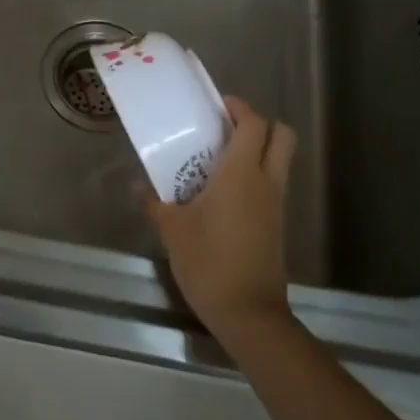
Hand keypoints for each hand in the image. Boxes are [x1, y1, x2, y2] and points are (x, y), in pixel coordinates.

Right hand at [142, 96, 295, 343]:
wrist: (248, 313)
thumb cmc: (208, 262)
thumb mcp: (172, 230)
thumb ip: (154, 202)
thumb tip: (136, 184)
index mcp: (241, 174)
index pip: (254, 124)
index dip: (240, 108)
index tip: (218, 106)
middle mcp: (266, 181)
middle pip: (282, 135)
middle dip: (259, 123)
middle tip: (226, 127)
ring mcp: (276, 203)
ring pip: (280, 160)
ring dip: (258, 149)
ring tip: (220, 157)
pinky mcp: (277, 223)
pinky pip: (273, 184)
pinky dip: (256, 174)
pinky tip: (223, 191)